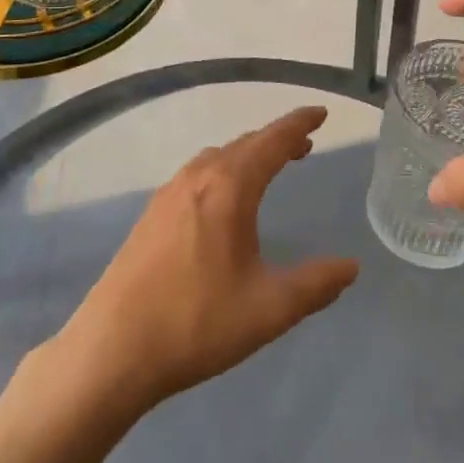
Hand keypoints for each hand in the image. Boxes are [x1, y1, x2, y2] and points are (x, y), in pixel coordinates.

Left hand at [53, 106, 359, 415]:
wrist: (112, 349)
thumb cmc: (196, 323)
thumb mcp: (268, 309)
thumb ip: (315, 285)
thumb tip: (351, 267)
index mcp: (229, 188)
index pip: (273, 141)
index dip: (299, 124)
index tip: (320, 113)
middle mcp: (198, 178)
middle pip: (245, 144)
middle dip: (276, 139)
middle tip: (303, 145)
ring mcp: (169, 194)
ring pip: (218, 157)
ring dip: (247, 154)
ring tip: (268, 167)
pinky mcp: (151, 214)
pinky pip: (197, 174)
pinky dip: (223, 169)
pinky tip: (223, 199)